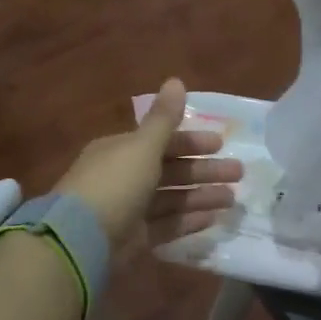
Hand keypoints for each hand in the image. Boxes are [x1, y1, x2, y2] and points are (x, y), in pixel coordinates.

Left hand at [55, 79, 242, 245]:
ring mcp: (129, 210)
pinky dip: (189, 220)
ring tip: (233, 198)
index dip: (191, 141)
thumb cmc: (115, 184)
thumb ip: (163, 118)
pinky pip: (167, 225)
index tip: (220, 144)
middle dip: (204, 171)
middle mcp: (124, 177)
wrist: (82, 240)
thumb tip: (176, 80)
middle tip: (238, 172)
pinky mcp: (135, 239)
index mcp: (120, 151)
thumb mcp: (142, 147)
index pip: (161, 142)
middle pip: (170, 171)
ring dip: (201, 195)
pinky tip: (214, 218)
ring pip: (172, 199)